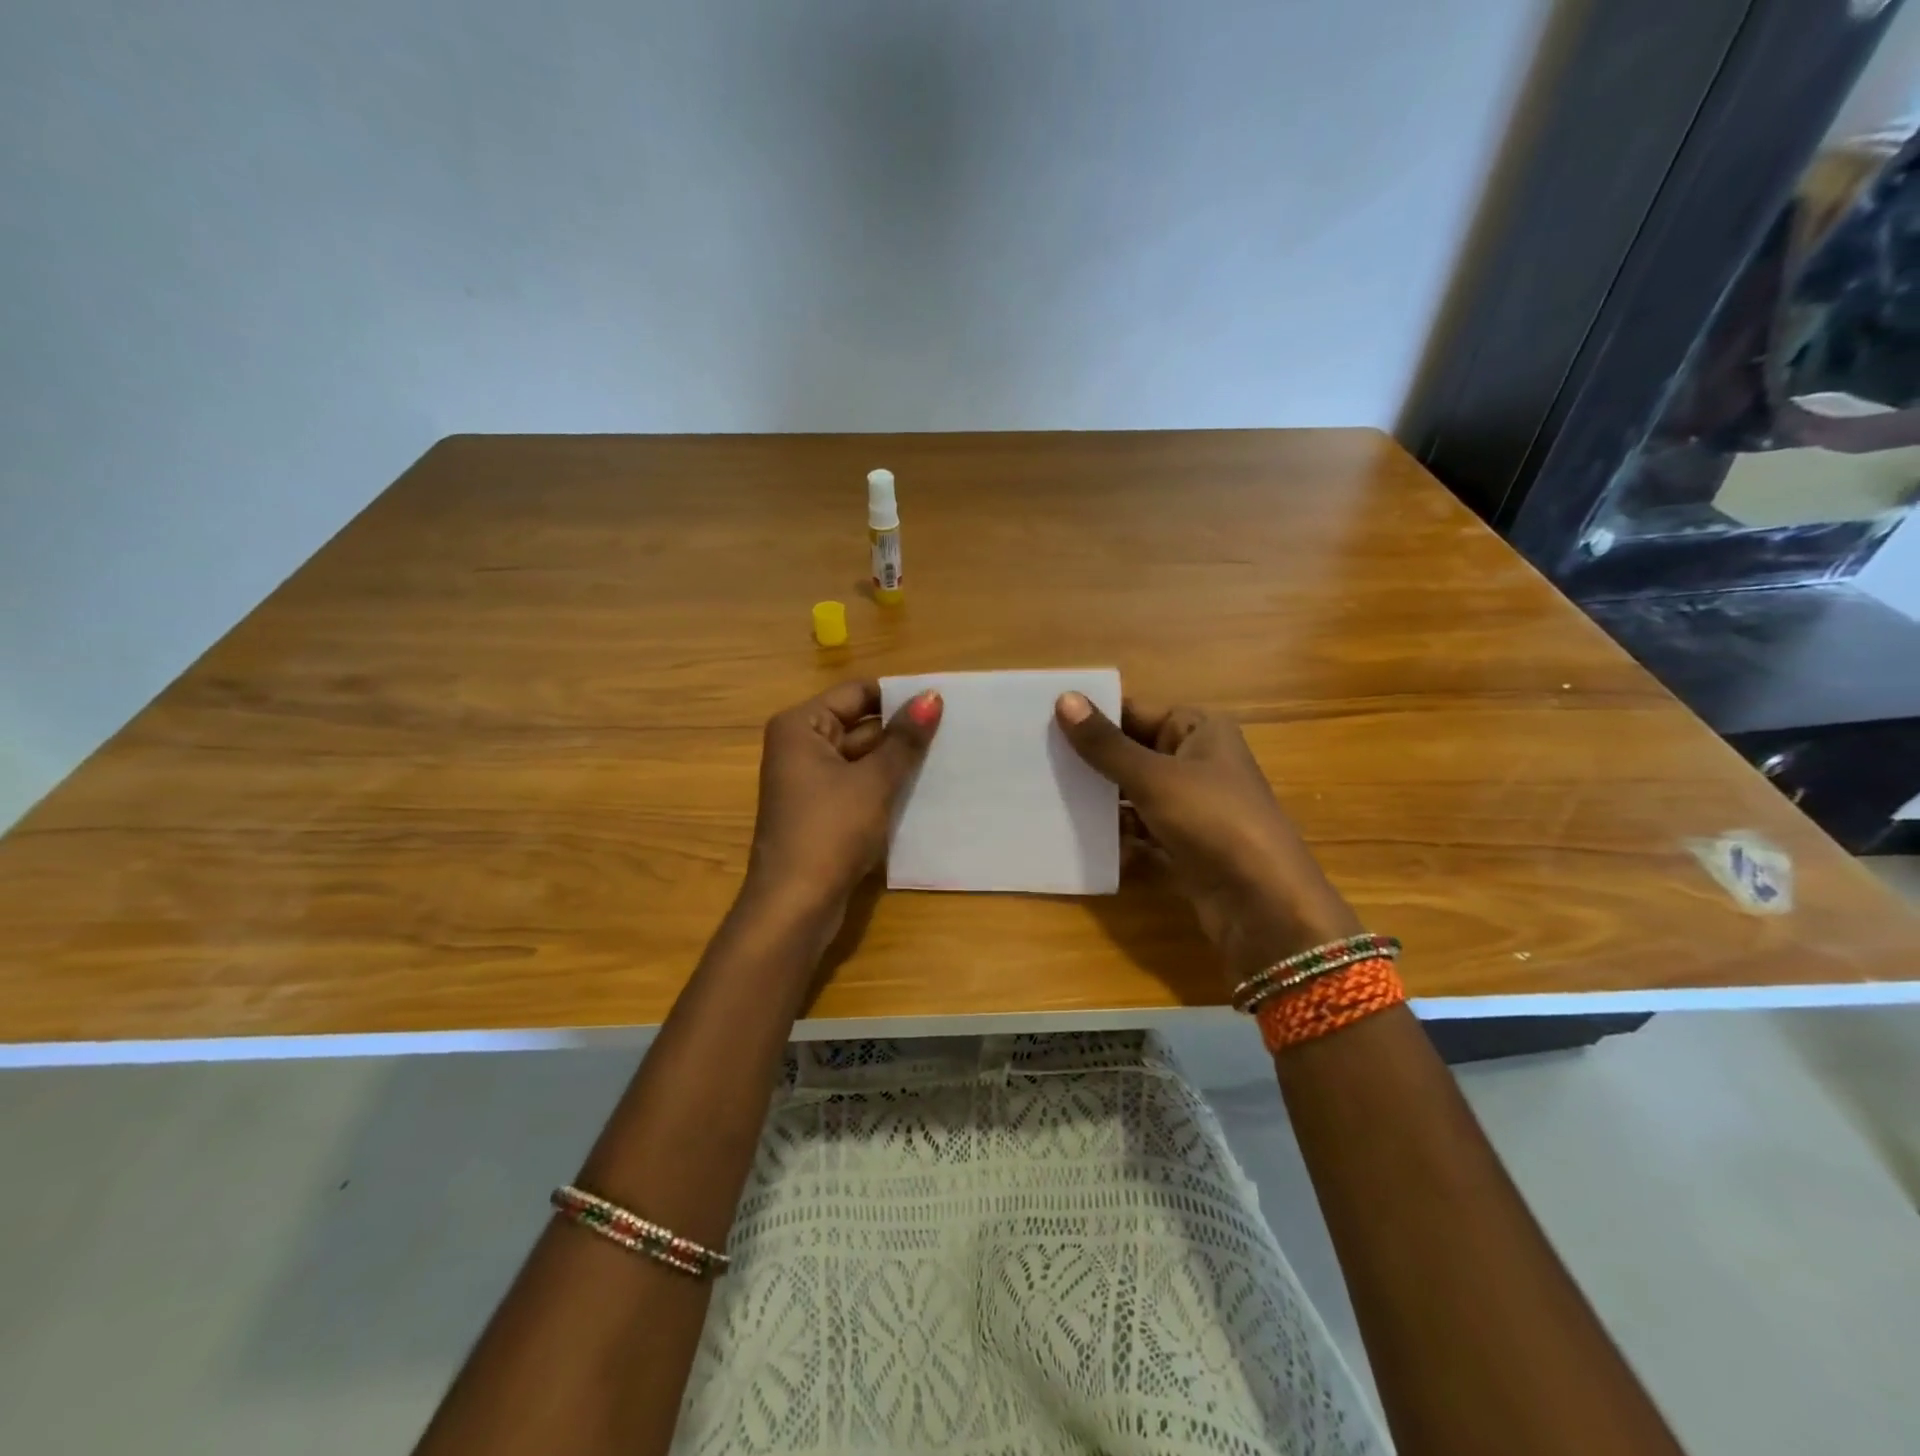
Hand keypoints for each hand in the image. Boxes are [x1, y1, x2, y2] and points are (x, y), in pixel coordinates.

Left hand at [743, 679, 942, 927]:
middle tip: (955, 730)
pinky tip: (925, 788)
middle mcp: (801, 747)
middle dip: (902, 731)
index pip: (857, 693)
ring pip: (863, 758)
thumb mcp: (874, 781)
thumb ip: (904, 739)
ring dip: (898, 760)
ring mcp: (810, 781)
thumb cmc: (830, 831)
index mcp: (801, 726)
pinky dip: (886, 785)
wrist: (795, 905)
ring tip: (949, 755)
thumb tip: (932, 697)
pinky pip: (859, 785)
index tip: (943, 703)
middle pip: (860, 724)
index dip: (899, 696)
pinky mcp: (823, 811)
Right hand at [1055, 693, 1359, 982]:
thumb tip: (1063, 698)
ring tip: (1042, 793)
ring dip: (1096, 797)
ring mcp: (1189, 805)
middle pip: (1130, 751)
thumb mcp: (1154, 778)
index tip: (1040, 722)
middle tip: (1032, 758)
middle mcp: (1195, 760)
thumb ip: (1105, 744)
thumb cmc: (1214, 821)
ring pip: (1130, 791)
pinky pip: (1137, 827)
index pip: (1133, 711)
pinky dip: (1112, 830)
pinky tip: (1074, 834)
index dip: (1092, 716)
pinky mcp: (1181, 843)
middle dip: (1088, 759)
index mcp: (1198, 730)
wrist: (1263, 906)